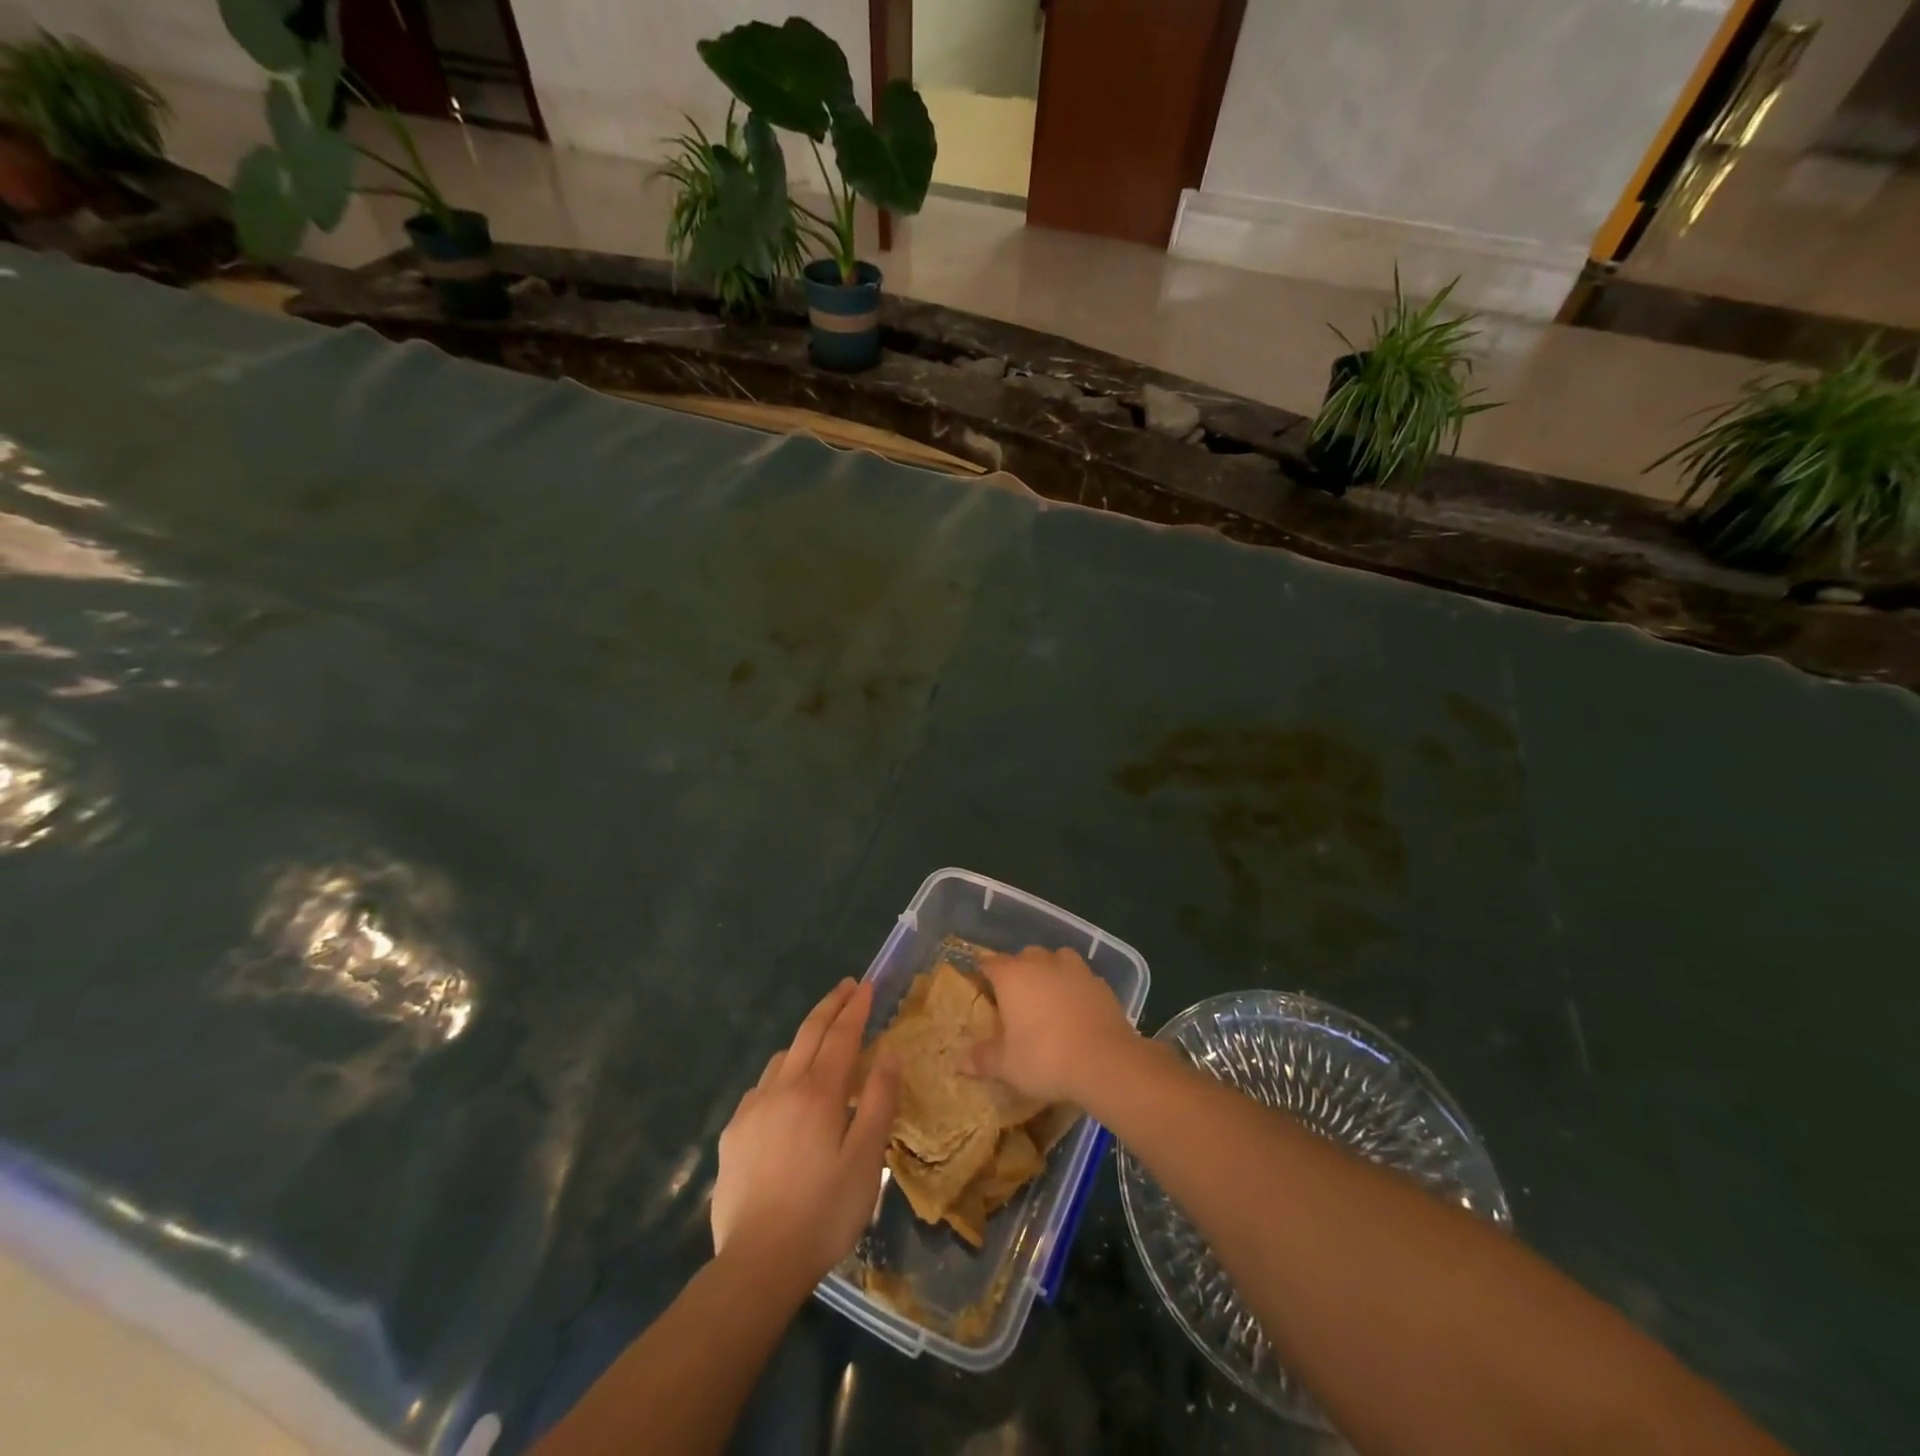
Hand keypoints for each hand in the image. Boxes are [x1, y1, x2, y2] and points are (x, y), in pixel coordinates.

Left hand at [712, 979, 898, 1291]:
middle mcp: (782, 1088)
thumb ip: (878, 1101)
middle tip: (847, 987)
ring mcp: (753, 1109)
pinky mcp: (733, 1133)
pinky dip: (781, 1073)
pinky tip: (785, 1091)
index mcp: (819, 1093)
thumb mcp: (866, 1160)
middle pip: (808, 1033)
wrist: (757, 1264)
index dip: (856, 1008)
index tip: (866, 985)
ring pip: (782, 1057)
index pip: (841, 1035)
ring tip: (821, 1037)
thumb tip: (888, 1054)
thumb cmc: (824, 1212)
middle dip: (830, 1005)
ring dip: (805, 1038)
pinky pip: (761, 1087)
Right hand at [971, 946, 1136, 1105]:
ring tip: (1048, 998)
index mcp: (1012, 975)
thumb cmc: (1045, 1058)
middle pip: (1024, 957)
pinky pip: (1081, 977)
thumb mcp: (1007, 1065)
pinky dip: (1075, 987)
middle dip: (1017, 972)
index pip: (989, 963)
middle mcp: (1041, 963)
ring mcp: (1075, 969)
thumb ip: (982, 1058)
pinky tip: (1076, 1009)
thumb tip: (959, 1060)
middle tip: (1014, 1000)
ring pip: (1056, 959)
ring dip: (1050, 972)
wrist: (1106, 1061)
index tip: (980, 987)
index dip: (983, 974)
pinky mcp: (1100, 982)